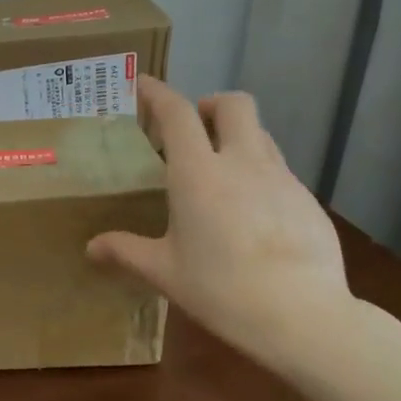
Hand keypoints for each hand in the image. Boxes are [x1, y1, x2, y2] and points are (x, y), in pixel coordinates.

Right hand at [88, 77, 349, 361]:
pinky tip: (253, 214)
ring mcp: (281, 178)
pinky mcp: (308, 200)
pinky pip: (280, 170)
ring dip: (237, 137)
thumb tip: (91, 248)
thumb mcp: (165, 272)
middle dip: (210, 104)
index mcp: (198, 173)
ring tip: (221, 171)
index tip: (141, 85)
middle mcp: (242, 162)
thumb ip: (126, 251)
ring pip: (261, 134)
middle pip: (234, 103)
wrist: (303, 316)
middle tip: (193, 130)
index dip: (157, 92)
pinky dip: (260, 174)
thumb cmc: (221, 289)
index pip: (176, 112)